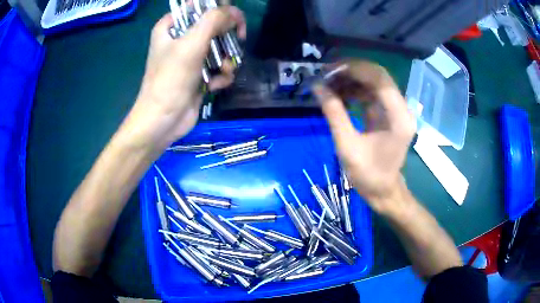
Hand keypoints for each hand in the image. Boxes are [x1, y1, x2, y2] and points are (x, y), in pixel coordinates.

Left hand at [124, 7, 245, 148]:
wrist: (164, 121)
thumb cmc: (171, 79)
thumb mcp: (191, 44)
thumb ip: (213, 21)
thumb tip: (233, 13)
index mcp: (171, 26)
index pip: (198, 6)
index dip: (218, 9)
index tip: (231, 19)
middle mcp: (181, 39)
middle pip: (213, 25)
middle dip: (227, 36)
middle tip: (238, 39)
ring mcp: (190, 57)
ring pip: (220, 46)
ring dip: (227, 58)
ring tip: (223, 69)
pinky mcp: (199, 74)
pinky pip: (218, 66)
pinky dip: (221, 74)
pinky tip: (215, 85)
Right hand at [314, 61, 415, 214]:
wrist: (383, 190)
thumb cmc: (368, 174)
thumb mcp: (347, 146)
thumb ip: (334, 114)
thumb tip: (318, 87)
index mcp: (398, 118)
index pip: (380, 80)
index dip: (355, 69)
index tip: (330, 71)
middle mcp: (402, 109)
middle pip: (379, 76)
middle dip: (352, 71)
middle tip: (327, 74)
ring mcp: (397, 110)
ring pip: (375, 82)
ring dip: (352, 79)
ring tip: (329, 84)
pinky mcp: (389, 113)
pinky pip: (372, 93)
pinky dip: (356, 90)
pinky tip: (339, 93)